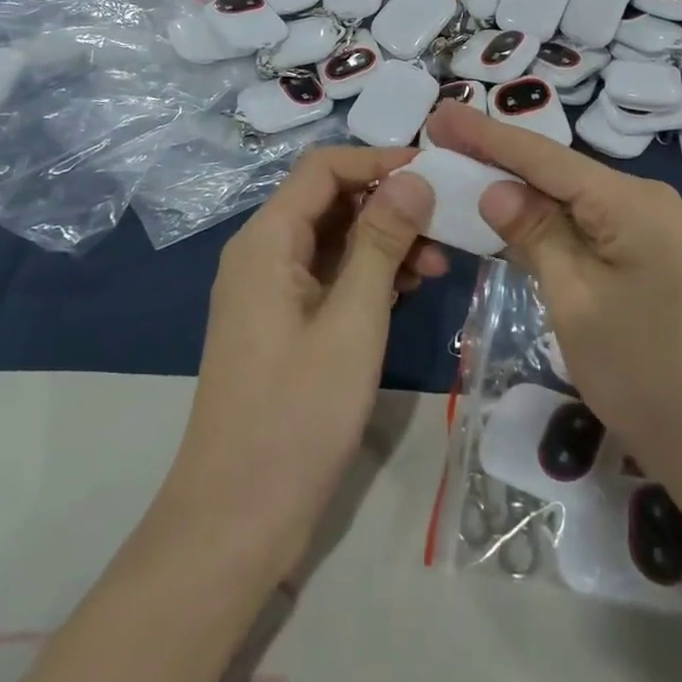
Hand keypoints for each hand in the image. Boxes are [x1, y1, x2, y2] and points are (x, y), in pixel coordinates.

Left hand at [159, 149, 445, 580]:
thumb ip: (382, 242)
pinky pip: (329, 275)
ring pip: (334, 238)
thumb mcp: (352, 321)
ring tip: (437, 264)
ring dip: (384, 241)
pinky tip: (408, 290)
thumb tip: (413, 177)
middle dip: (388, 203)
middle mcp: (263, 252)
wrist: (236, 520)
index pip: (323, 167)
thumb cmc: (297, 415)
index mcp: (267, 240)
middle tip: (444, 224)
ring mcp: (270, 289)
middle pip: (330, 200)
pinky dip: (369, 274)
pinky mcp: (283, 322)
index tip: (434, 172)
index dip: (378, 160)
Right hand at [423, 104, 681, 495]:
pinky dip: (543, 222)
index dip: (485, 134)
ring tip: (461, 169)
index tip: (438, 114)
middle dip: (496, 156)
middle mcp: (640, 200)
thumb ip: (535, 234)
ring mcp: (647, 230)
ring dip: (517, 189)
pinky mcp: (645, 259)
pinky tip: (508, 217)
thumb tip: (494, 188)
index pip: (542, 156)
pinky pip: (584, 226)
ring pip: (568, 198)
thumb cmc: (647, 374)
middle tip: (440, 138)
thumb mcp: (576, 300)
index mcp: (628, 200)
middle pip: (555, 170)